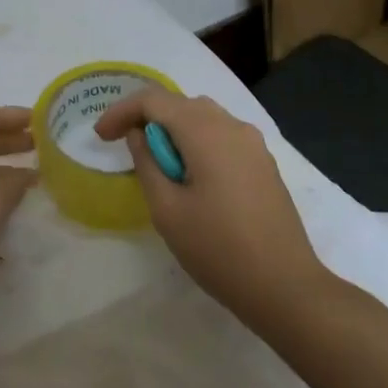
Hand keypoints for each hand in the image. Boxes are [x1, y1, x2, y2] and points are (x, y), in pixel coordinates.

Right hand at [95, 90, 327, 329]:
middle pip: (180, 103)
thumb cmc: (218, 249)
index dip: (122, 111)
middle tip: (122, 144)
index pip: (153, 100)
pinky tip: (189, 174)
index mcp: (205, 132)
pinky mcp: (263, 163)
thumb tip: (139, 134)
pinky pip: (221, 135)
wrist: (286, 287)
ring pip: (202, 117)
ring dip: (172, 129)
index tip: (101, 137)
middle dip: (146, 117)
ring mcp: (253, 143)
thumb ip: (147, 163)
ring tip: (154, 161)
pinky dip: (196, 142)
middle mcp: (232, 126)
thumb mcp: (167, 210)